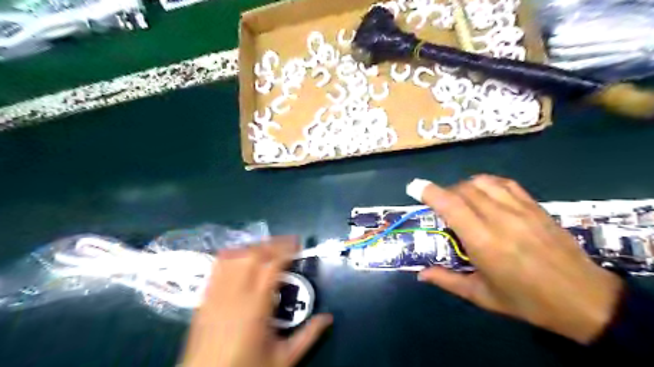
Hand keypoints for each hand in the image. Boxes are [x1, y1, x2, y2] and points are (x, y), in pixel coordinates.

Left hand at [181, 236, 332, 365]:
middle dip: (273, 244)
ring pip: (235, 256)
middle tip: (287, 244)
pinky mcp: (204, 297)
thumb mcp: (283, 358)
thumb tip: (328, 317)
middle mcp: (234, 294)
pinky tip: (242, 256)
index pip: (272, 265)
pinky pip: (218, 265)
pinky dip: (233, 254)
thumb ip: (308, 336)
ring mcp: (216, 293)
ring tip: (268, 249)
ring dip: (254, 247)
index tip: (298, 243)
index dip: (286, 249)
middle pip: (253, 254)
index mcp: (257, 307)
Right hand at [412, 174, 622, 343]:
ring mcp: (520, 209)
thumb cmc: (527, 301)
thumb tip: (420, 274)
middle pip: (463, 189)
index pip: (451, 205)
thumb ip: (447, 280)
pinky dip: (487, 183)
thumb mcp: (482, 296)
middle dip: (445, 193)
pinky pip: (505, 183)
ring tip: (462, 200)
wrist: (584, 299)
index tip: (414, 187)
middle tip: (440, 208)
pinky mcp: (535, 206)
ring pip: (483, 182)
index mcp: (484, 242)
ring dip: (464, 186)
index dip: (429, 192)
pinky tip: (485, 194)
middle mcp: (500, 219)